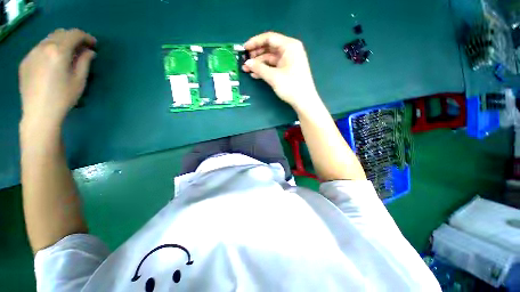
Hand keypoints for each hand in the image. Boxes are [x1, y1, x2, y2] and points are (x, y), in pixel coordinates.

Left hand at [19, 28, 96, 126]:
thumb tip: (89, 52)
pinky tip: (53, 62)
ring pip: (49, 39)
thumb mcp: (80, 80)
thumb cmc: (63, 97)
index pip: (74, 34)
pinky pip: (39, 48)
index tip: (94, 44)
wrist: (39, 113)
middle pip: (61, 33)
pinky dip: (49, 50)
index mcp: (58, 51)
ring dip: (61, 43)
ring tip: (68, 55)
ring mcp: (32, 53)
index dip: (86, 37)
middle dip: (73, 38)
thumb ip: (85, 62)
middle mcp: (43, 47)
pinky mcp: (25, 61)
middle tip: (82, 49)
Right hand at [242, 32, 320, 111]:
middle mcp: (289, 50)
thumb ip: (259, 68)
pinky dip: (265, 70)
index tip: (244, 48)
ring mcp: (288, 61)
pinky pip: (273, 66)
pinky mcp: (287, 70)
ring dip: (259, 64)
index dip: (255, 42)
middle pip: (269, 48)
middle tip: (245, 61)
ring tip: (247, 69)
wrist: (304, 101)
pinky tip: (255, 74)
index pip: (269, 38)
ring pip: (270, 58)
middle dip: (256, 54)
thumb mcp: (274, 77)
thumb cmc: (291, 86)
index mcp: (289, 46)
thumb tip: (247, 63)